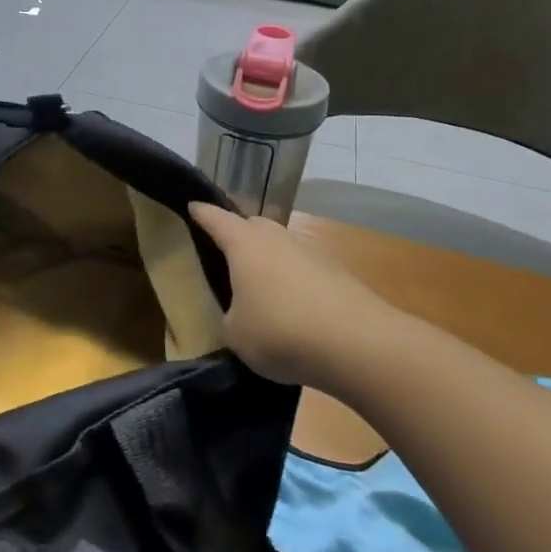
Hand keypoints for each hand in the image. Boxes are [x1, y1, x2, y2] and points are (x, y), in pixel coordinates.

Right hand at [189, 202, 393, 388]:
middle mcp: (276, 237)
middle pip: (251, 227)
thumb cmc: (281, 331)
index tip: (191, 207)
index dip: (200, 213)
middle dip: (237, 236)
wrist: (359, 344)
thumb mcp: (236, 335)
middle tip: (225, 256)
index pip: (215, 218)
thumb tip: (238, 316)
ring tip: (260, 289)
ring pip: (280, 247)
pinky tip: (294, 309)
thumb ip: (229, 319)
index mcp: (243, 244)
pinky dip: (295, 282)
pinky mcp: (337, 273)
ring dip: (269, 261)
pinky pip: (304, 269)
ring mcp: (310, 251)